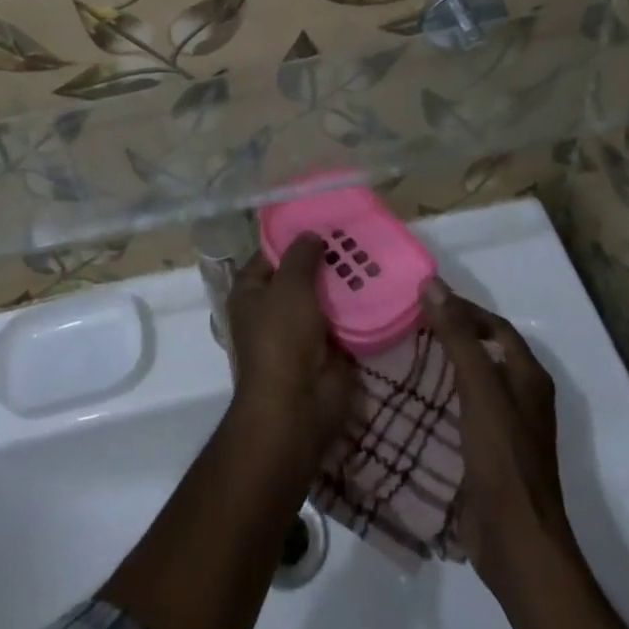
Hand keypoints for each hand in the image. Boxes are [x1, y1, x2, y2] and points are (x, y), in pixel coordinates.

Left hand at [226, 237, 354, 471]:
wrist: (298, 406)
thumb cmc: (282, 337)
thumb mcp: (290, 286)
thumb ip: (301, 256)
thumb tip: (311, 235)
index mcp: (250, 292)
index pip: (270, 255)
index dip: (293, 238)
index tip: (322, 221)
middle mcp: (271, 309)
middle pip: (299, 276)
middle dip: (324, 260)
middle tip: (354, 236)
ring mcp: (299, 331)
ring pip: (322, 298)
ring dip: (343, 284)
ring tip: (372, 256)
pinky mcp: (324, 350)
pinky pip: (341, 322)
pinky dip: (356, 310)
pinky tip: (378, 288)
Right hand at [421, 279, 580, 597]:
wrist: (515, 541)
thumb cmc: (503, 456)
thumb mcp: (479, 388)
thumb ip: (458, 336)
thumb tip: (433, 284)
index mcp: (528, 377)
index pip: (495, 326)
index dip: (464, 309)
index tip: (424, 300)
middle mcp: (521, 397)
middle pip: (483, 352)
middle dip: (448, 335)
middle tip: (406, 323)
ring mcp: (505, 428)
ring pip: (469, 382)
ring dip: (440, 367)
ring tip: (400, 354)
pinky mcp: (486, 453)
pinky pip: (460, 412)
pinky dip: (438, 399)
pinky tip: (409, 399)